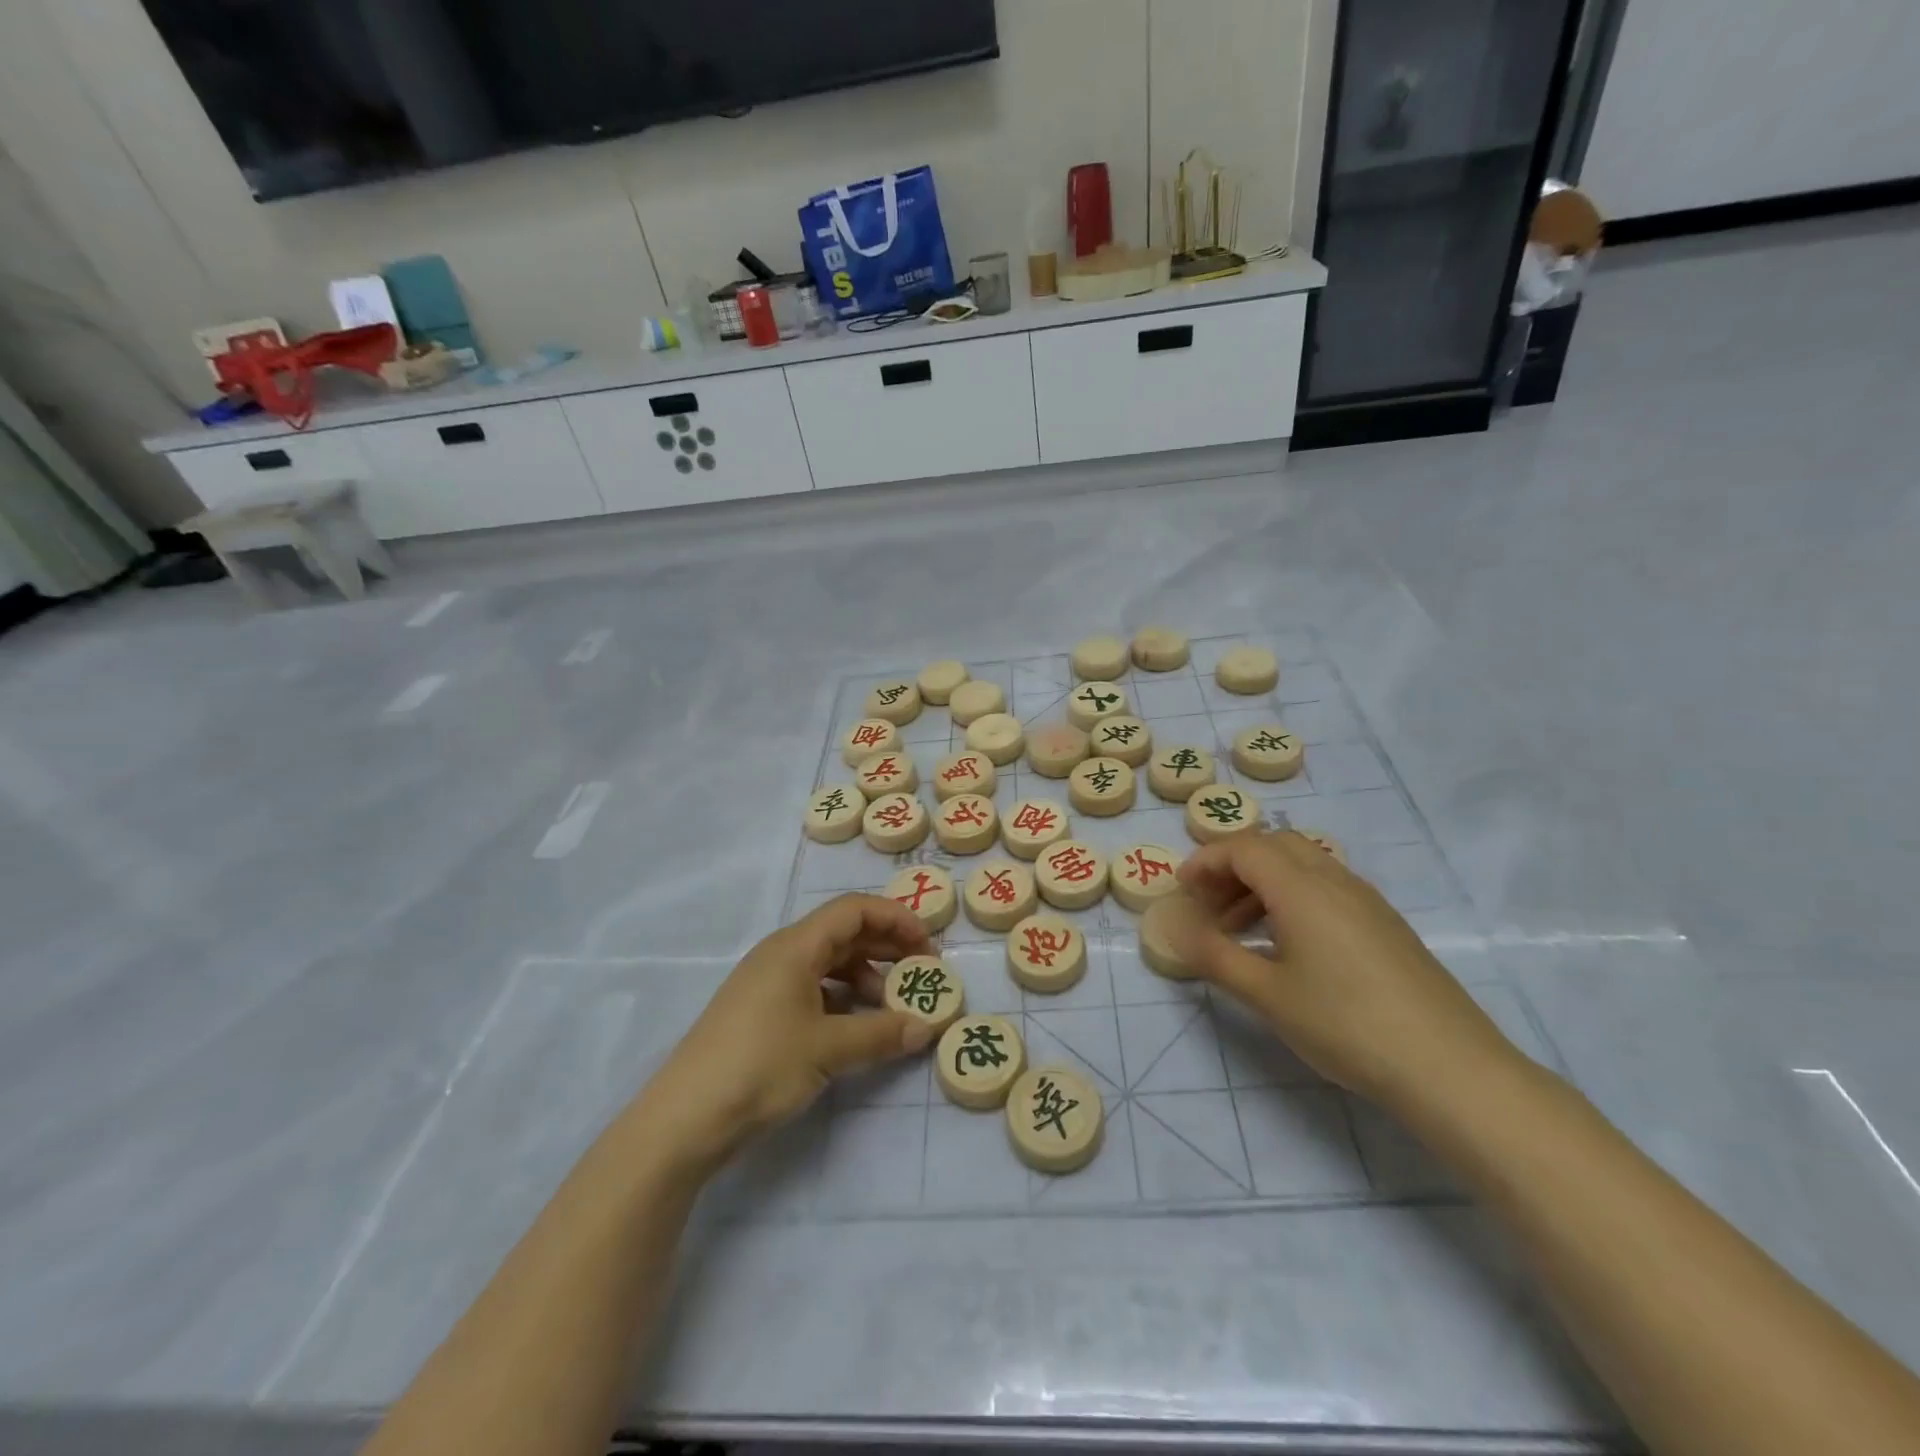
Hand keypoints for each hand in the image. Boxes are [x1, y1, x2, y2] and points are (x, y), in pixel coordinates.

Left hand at [640, 894, 936, 1172]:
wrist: (685, 1118)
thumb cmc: (760, 1066)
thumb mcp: (828, 1049)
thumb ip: (881, 1034)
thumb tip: (926, 1028)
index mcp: (795, 946)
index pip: (854, 909)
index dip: (896, 918)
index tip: (927, 946)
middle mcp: (782, 953)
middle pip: (844, 932)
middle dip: (886, 946)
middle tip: (921, 973)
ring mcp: (768, 982)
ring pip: (829, 961)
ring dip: (865, 975)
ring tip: (891, 1005)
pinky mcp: (761, 1010)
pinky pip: (813, 987)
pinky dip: (842, 997)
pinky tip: (857, 1025)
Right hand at [1169, 831, 1519, 1108]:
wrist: (1451, 1069)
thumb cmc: (1345, 1025)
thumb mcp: (1266, 994)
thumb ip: (1212, 954)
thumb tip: (1172, 924)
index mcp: (1301, 888)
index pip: (1243, 847)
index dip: (1205, 861)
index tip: (1181, 891)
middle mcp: (1335, 880)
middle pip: (1274, 846)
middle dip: (1232, 867)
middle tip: (1208, 906)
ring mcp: (1366, 900)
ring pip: (1303, 865)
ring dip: (1262, 883)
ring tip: (1239, 931)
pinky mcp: (1386, 924)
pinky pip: (1326, 888)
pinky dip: (1292, 898)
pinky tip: (1288, 947)